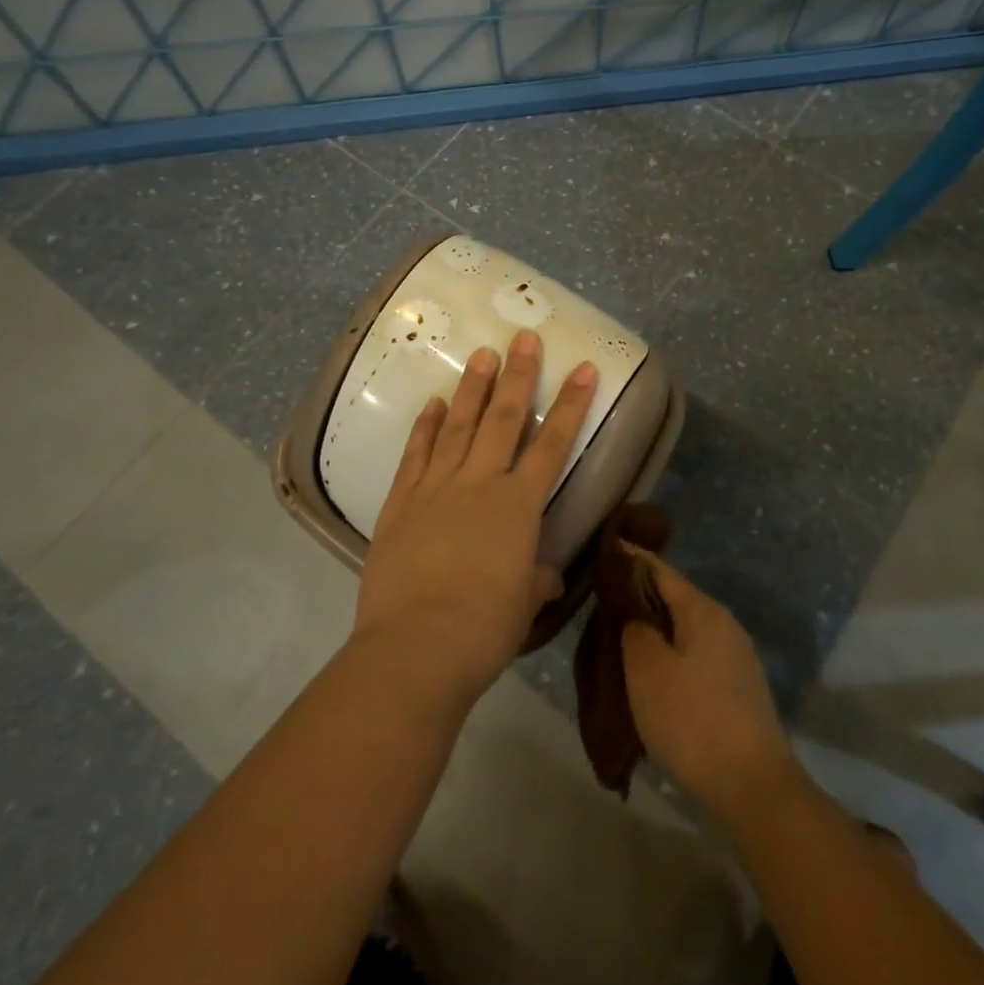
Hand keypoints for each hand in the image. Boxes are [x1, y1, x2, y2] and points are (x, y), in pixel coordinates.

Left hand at [352, 330, 597, 704]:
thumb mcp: (523, 605)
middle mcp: (479, 484)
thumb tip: (545, 575)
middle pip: (503, 419)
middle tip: (523, 337)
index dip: (571, 405)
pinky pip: (416, 454)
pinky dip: (425, 426)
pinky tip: (433, 404)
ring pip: (458, 426)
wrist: (415, 647)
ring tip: (482, 355)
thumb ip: (535, 579)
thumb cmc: (483, 629)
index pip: (553, 444)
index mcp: (518, 506)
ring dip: (473, 389)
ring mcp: (436, 488)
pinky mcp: (401, 502)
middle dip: (518, 376)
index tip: (583, 368)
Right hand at [621, 553, 800, 823]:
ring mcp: (737, 656)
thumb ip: (635, 630)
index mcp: (703, 610)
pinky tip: (654, 673)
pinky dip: (672, 653)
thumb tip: (636, 617)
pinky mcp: (740, 687)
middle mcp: (724, 623)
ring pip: (686, 628)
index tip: (604, 549)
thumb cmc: (693, 720)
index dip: (631, 558)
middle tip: (604, 599)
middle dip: (641, 595)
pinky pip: (697, 654)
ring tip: (623, 636)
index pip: (660, 570)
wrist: (755, 787)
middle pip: (675, 597)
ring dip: (656, 628)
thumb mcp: (647, 670)